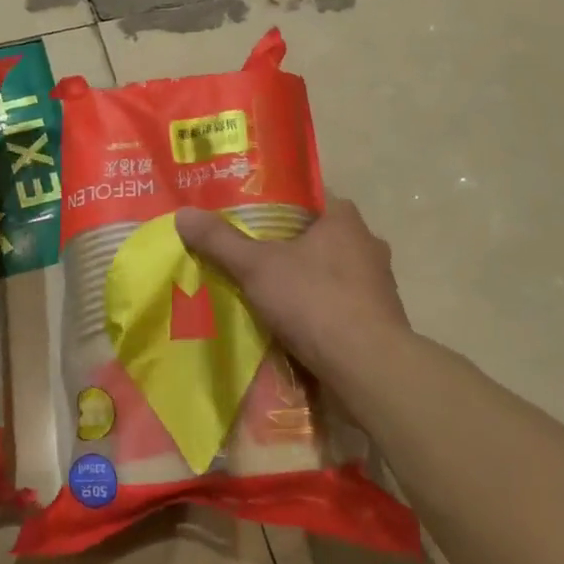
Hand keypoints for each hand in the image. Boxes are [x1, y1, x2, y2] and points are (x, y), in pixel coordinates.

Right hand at [175, 198, 415, 399]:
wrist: (369, 367)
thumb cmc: (315, 300)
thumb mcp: (257, 267)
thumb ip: (220, 241)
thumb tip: (183, 214)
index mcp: (344, 217)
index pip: (306, 196)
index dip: (275, 202)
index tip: (246, 215)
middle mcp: (367, 242)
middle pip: (317, 234)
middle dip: (286, 245)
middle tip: (248, 253)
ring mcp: (378, 282)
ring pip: (330, 271)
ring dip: (304, 279)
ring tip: (266, 290)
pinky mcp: (380, 318)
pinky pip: (341, 303)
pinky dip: (319, 309)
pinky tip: (294, 322)